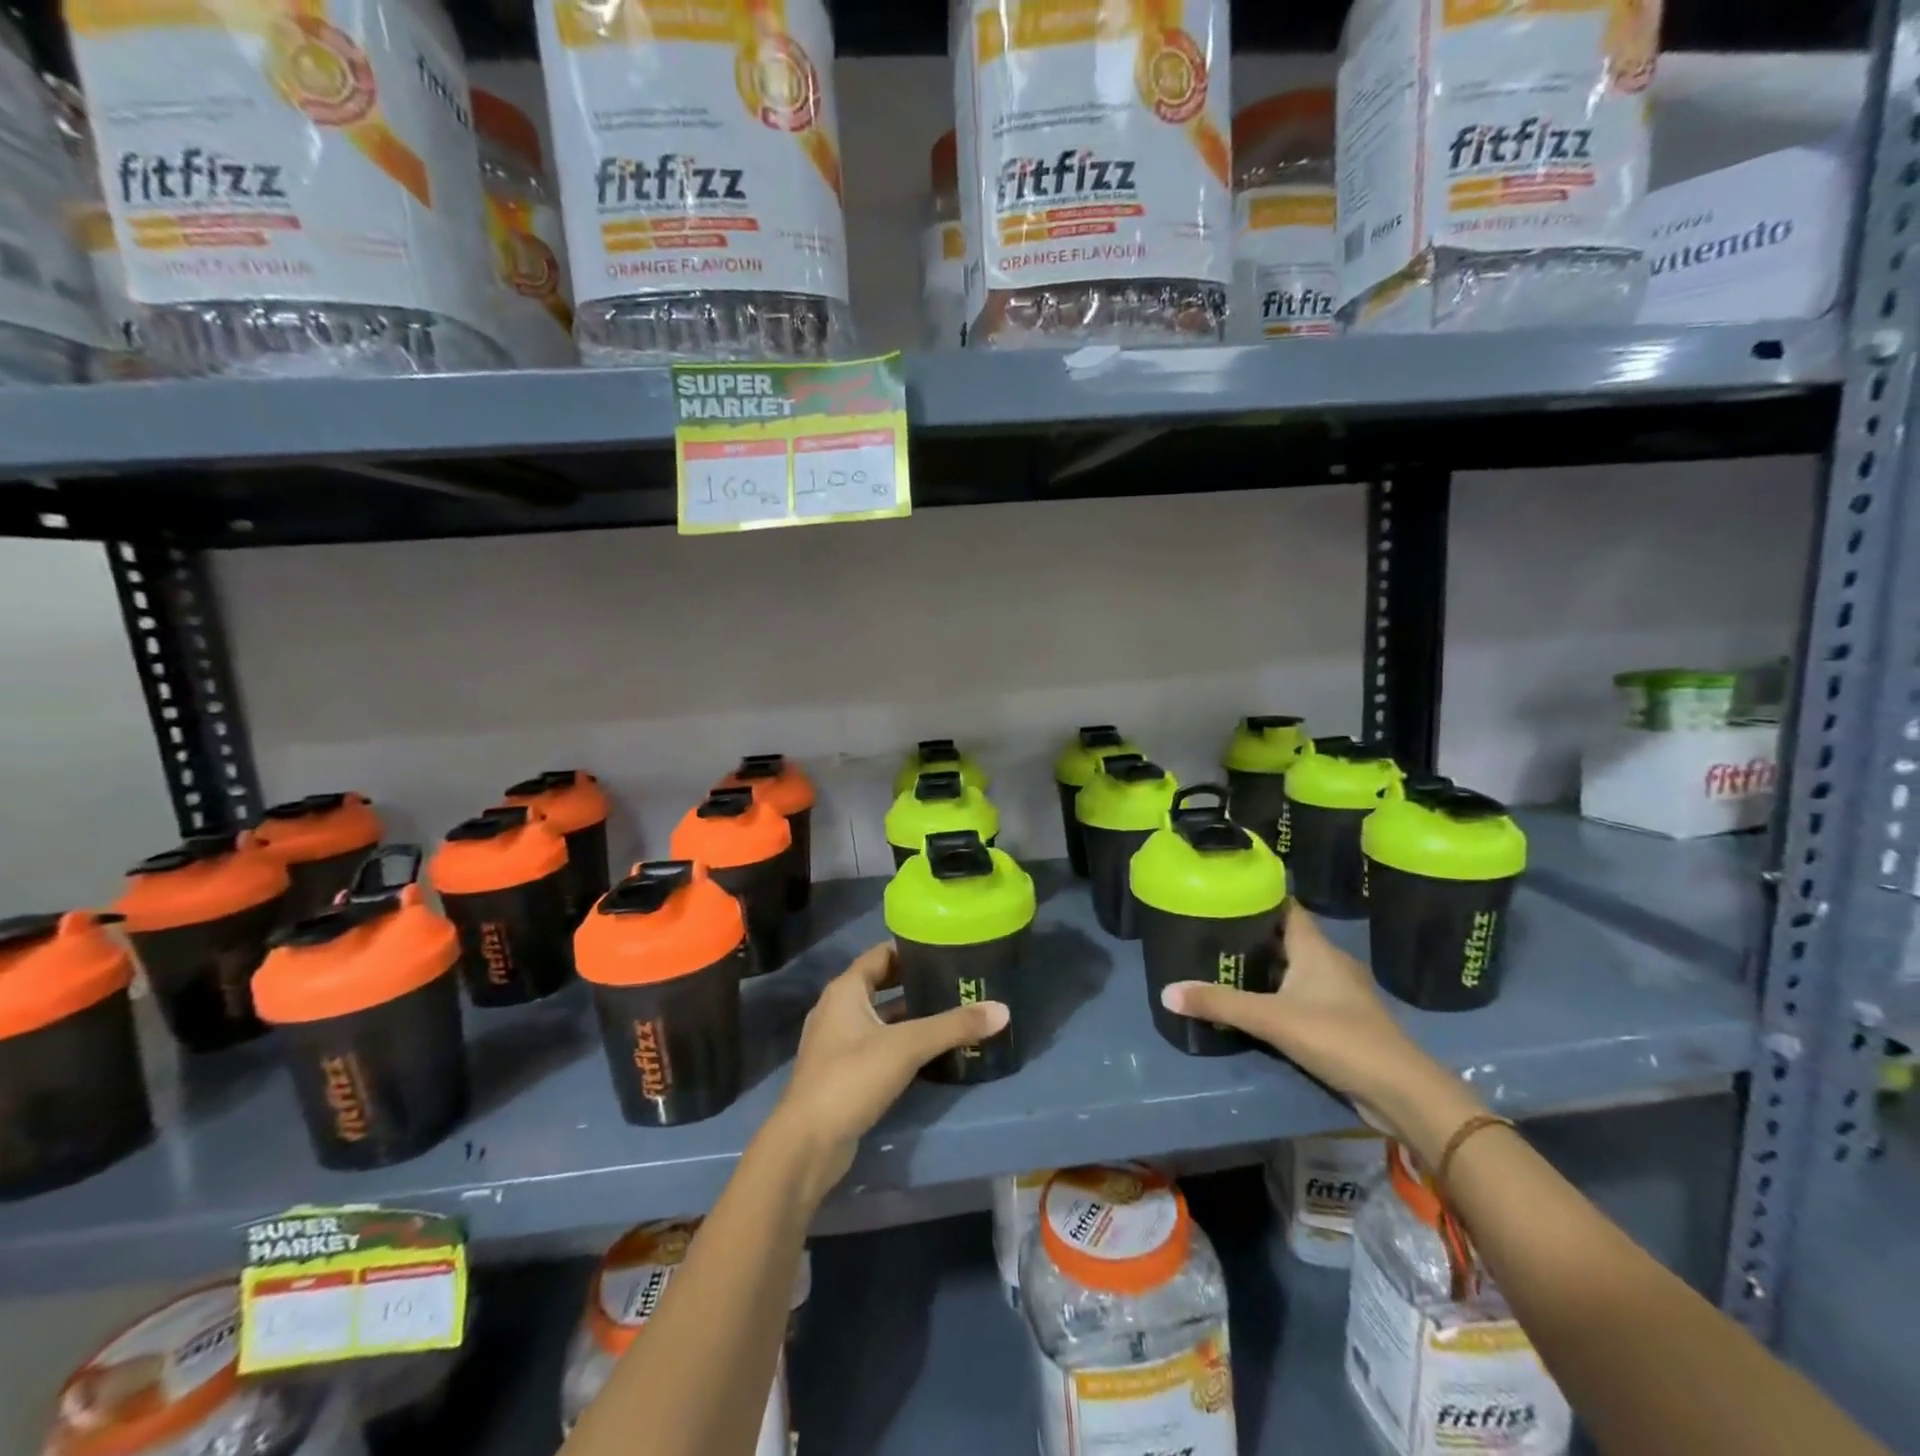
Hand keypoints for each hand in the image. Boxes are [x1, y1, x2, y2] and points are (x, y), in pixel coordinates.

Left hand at [770, 942, 1008, 1197]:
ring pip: (880, 1018)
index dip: (911, 949)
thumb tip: (1003, 1010)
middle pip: (881, 984)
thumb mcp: (907, 1046)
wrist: (807, 1144)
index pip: (881, 954)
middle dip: (915, 983)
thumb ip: (953, 1026)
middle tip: (954, 981)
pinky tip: (930, 1053)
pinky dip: (901, 1042)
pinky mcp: (842, 1073)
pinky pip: (877, 1045)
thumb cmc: (852, 1078)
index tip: (945, 949)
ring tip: (950, 1013)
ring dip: (910, 1015)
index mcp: (845, 990)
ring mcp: (837, 1043)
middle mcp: (837, 1009)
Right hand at [1159, 905, 1467, 1140]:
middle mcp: (1329, 963)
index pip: (1285, 908)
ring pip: (1295, 969)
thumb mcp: (1271, 1019)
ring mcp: (1340, 994)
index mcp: (1316, 948)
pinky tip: (1256, 1006)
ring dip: (1266, 968)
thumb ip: (1220, 1004)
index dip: (1257, 898)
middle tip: (1211, 933)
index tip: (1225, 894)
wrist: (1401, 1092)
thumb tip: (1166, 991)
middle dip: (1252, 935)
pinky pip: (1304, 996)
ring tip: (1225, 966)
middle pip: (1286, 938)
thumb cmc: (1338, 1038)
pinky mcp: (1343, 1022)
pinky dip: (1280, 995)